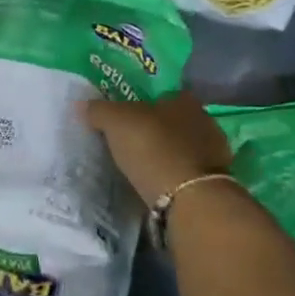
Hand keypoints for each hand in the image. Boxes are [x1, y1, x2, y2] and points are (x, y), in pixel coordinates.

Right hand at [82, 91, 232, 208]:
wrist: (189, 199)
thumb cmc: (153, 148)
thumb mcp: (116, 123)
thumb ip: (99, 110)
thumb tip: (80, 103)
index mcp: (184, 100)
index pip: (162, 96)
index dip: (143, 106)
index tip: (125, 121)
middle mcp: (204, 121)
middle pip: (174, 123)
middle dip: (156, 132)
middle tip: (130, 146)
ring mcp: (213, 154)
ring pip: (183, 150)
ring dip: (166, 158)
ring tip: (142, 171)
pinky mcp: (213, 184)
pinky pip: (187, 175)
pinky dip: (174, 180)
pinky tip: (158, 189)